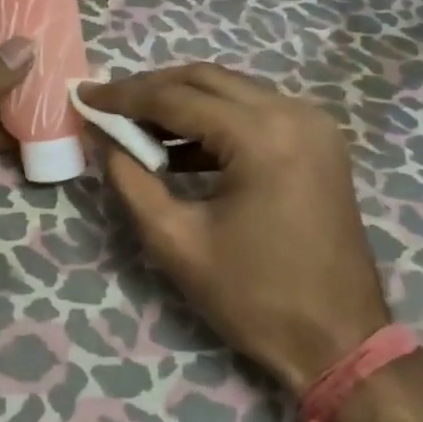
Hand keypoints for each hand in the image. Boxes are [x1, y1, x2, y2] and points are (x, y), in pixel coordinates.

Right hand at [80, 64, 389, 394]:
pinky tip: (178, 147)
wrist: (340, 341)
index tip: (83, 94)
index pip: (176, 98)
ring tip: (134, 124)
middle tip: (107, 104)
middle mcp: (293, 113)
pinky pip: (254, 112)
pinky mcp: (318, 142)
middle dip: (150, 88)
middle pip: (205, 80)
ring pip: (231, 90)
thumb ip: (130, 179)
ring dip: (181, 101)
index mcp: (261, 136)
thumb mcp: (176, 241)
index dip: (123, 96)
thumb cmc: (254, 297)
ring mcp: (313, 125)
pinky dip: (213, 120)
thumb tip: (99, 136)